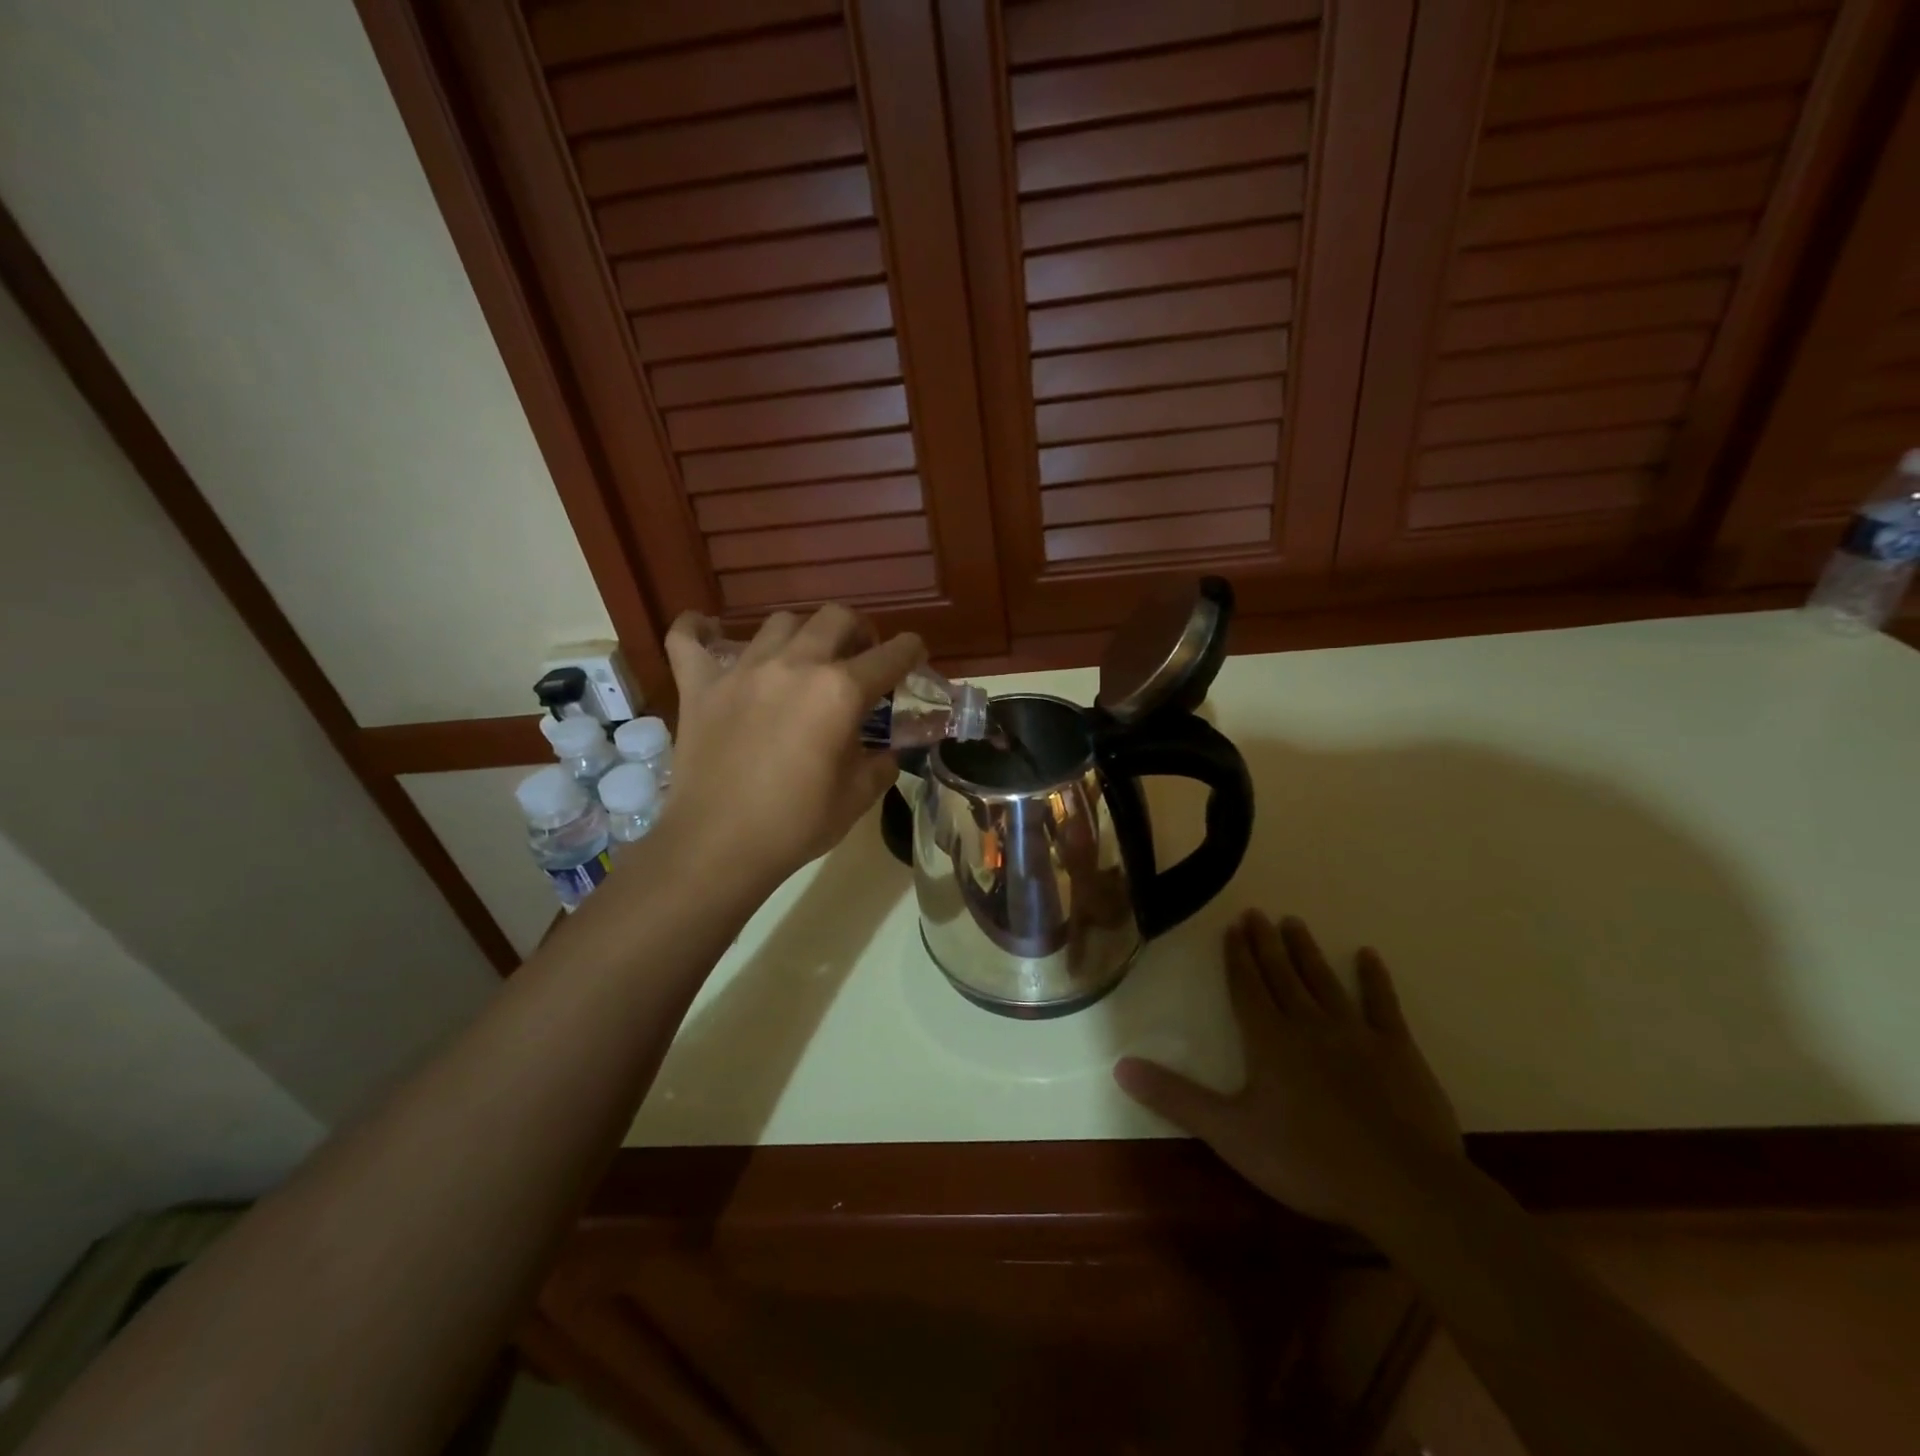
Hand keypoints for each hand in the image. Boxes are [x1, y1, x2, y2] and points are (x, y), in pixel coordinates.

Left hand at [661, 605, 923, 888]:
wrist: (719, 846)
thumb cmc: (797, 824)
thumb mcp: (858, 797)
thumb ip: (881, 763)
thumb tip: (887, 751)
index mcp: (840, 691)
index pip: (891, 655)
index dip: (910, 651)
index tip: (914, 656)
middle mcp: (795, 665)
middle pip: (836, 618)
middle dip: (858, 630)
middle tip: (858, 657)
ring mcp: (742, 670)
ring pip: (779, 623)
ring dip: (801, 634)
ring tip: (801, 658)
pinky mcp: (699, 685)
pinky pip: (688, 639)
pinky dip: (698, 630)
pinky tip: (706, 631)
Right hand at [1115, 911, 1461, 1236]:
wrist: (1401, 1186)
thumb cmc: (1307, 1159)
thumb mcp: (1230, 1133)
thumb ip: (1176, 1097)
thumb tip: (1120, 1065)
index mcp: (1268, 1039)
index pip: (1247, 987)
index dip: (1237, 957)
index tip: (1232, 927)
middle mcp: (1307, 1023)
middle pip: (1281, 975)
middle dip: (1266, 944)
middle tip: (1256, 913)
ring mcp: (1355, 1033)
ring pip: (1323, 981)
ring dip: (1306, 952)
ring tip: (1294, 922)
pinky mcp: (1398, 1050)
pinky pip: (1382, 1004)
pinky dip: (1374, 979)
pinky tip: (1368, 956)